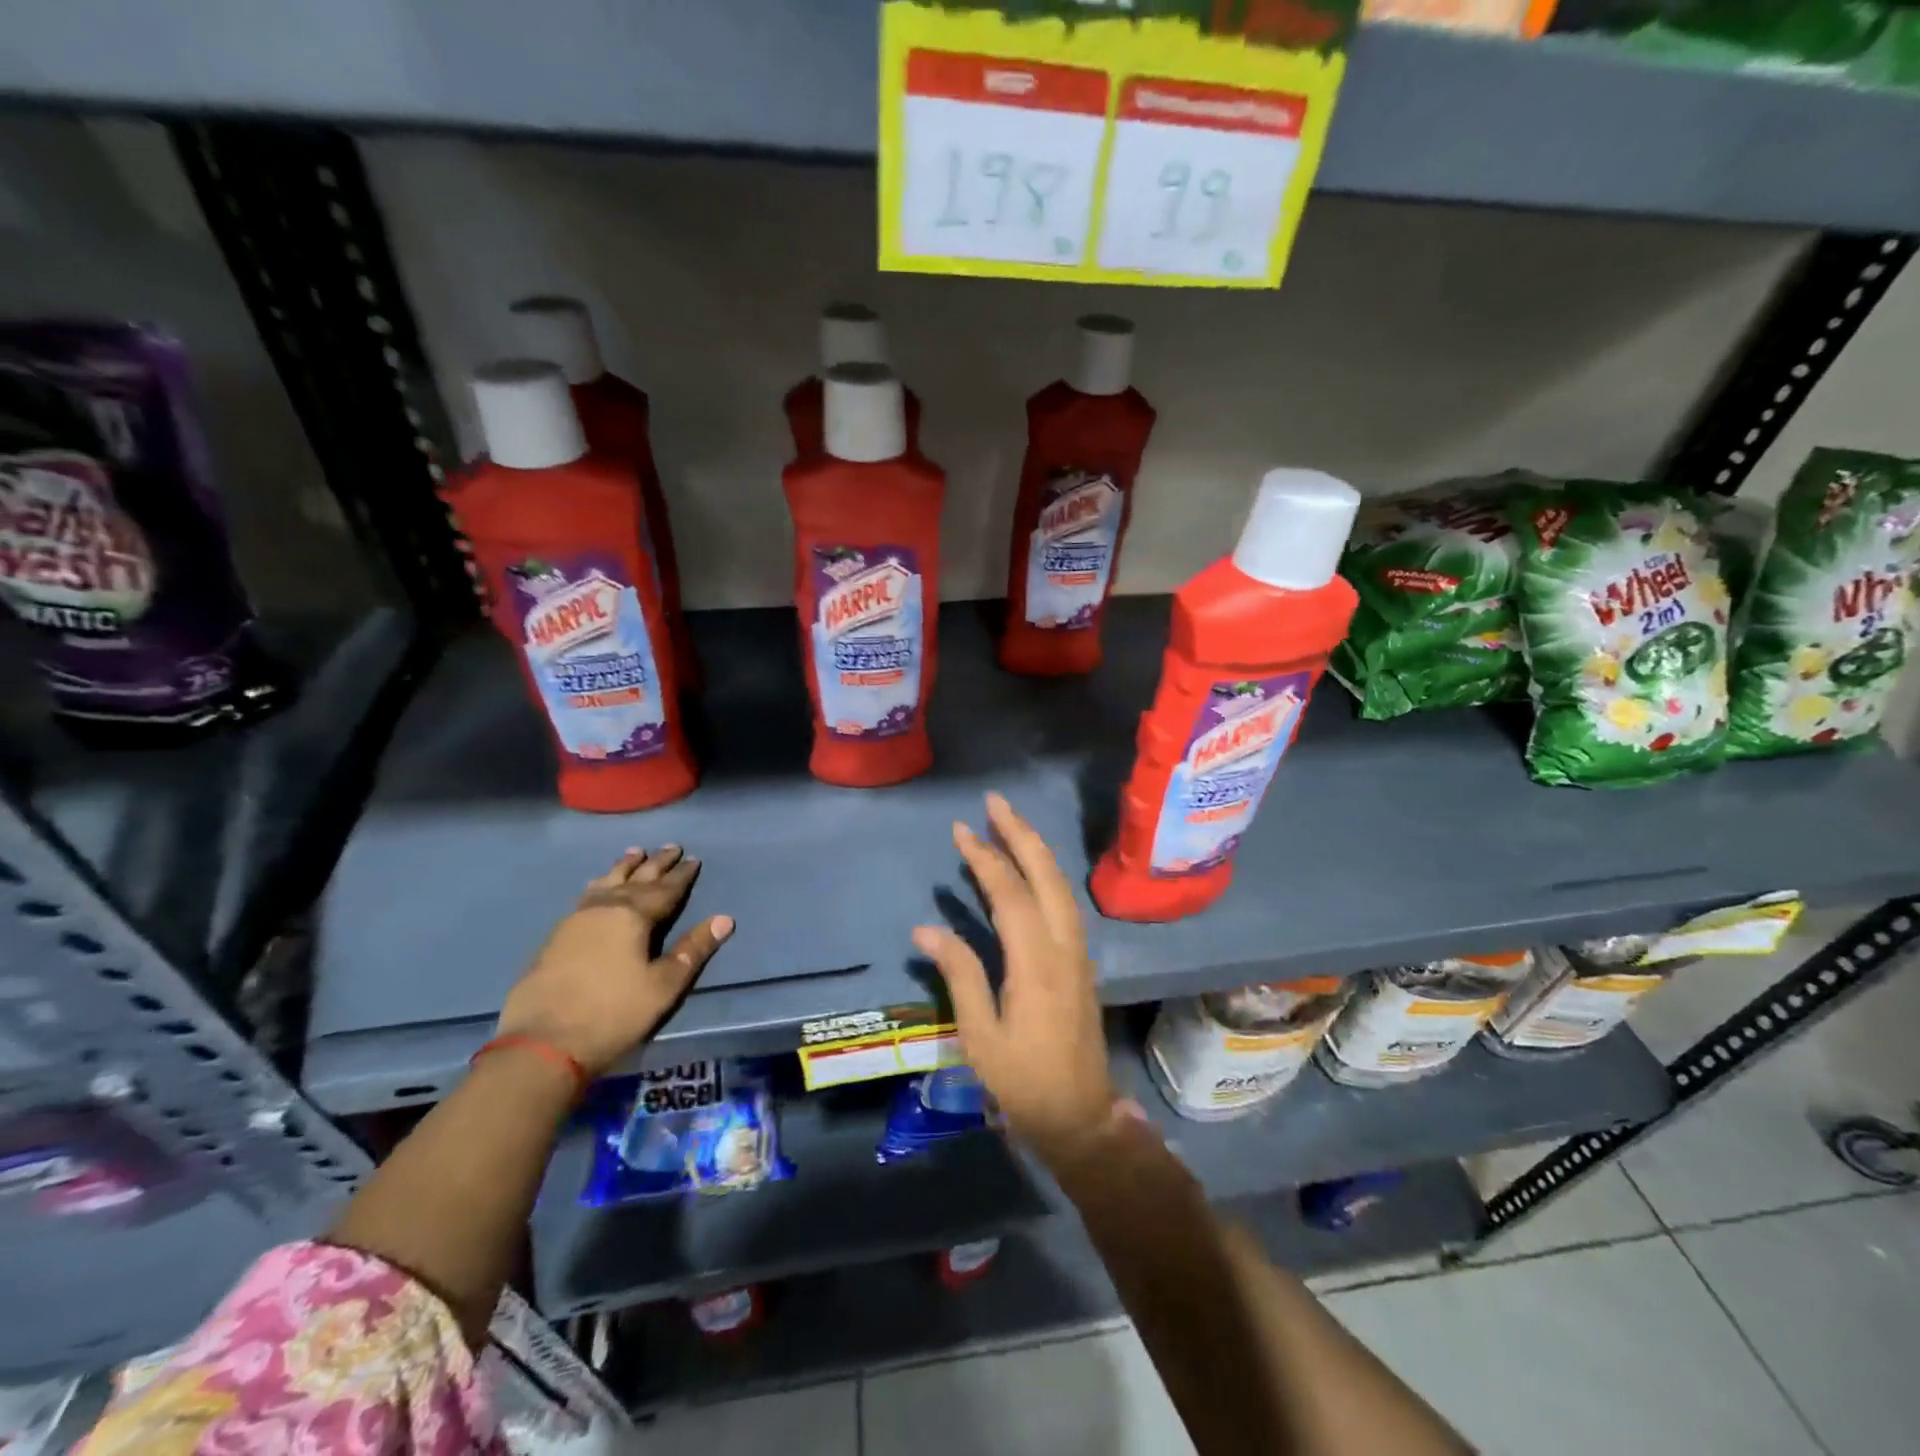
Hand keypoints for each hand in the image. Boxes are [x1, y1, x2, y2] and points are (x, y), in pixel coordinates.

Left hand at [497, 846, 732, 1078]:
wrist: (541, 1043)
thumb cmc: (613, 1013)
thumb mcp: (663, 985)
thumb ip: (693, 950)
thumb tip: (724, 919)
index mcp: (633, 916)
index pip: (666, 890)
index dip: (682, 875)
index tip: (694, 859)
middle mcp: (604, 908)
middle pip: (636, 879)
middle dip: (656, 864)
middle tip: (671, 847)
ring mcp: (575, 920)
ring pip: (606, 883)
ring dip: (624, 868)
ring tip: (634, 853)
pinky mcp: (555, 937)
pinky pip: (585, 896)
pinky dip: (600, 884)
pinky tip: (597, 886)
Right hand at [912, 793, 1118, 1173]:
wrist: (1080, 1114)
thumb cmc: (1023, 1080)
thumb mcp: (980, 1035)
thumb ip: (959, 974)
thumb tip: (926, 928)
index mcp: (1037, 964)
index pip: (1010, 895)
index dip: (986, 859)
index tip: (961, 831)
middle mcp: (1063, 947)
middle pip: (1046, 876)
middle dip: (1020, 834)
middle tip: (994, 802)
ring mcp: (1078, 952)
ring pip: (1060, 885)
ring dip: (1035, 849)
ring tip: (1008, 823)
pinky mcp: (1080, 960)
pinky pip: (1063, 902)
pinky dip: (1044, 873)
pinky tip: (1029, 868)